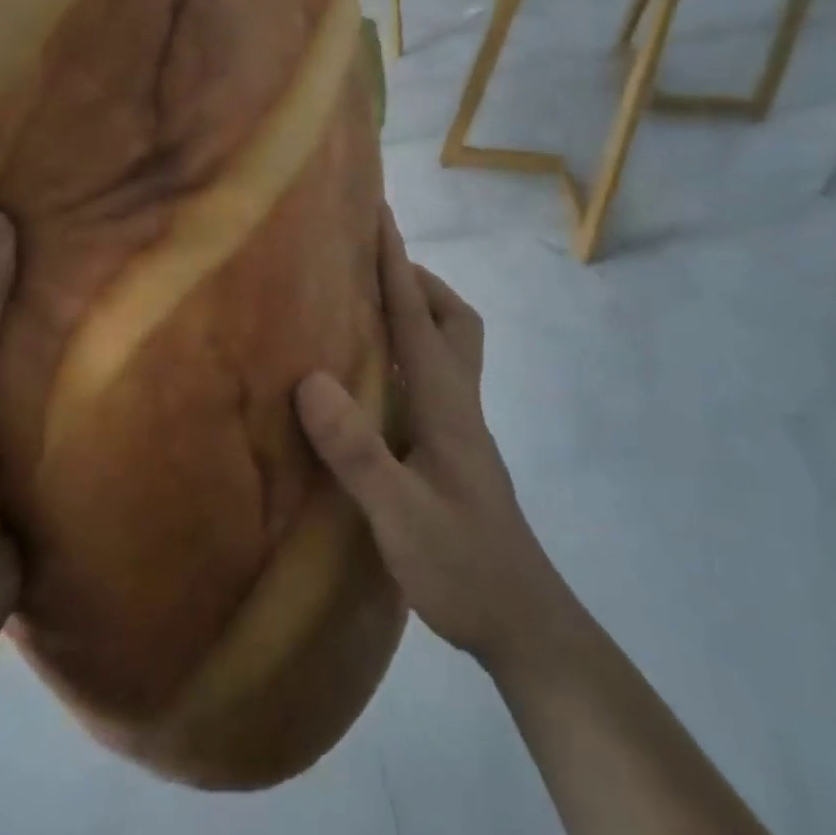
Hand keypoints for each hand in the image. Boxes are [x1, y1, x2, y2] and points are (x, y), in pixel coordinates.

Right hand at [296, 208, 564, 671]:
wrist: (523, 623)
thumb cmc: (463, 566)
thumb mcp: (402, 516)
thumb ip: (359, 452)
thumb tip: (312, 380)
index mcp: (446, 402)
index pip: (417, 314)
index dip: (395, 260)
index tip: (378, 211)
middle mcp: (458, 402)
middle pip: (450, 318)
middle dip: (415, 280)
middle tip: (369, 269)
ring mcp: (460, 427)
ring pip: (448, 347)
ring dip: (415, 314)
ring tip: (365, 313)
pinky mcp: (453, 450)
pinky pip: (432, 379)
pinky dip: (407, 356)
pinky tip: (373, 382)